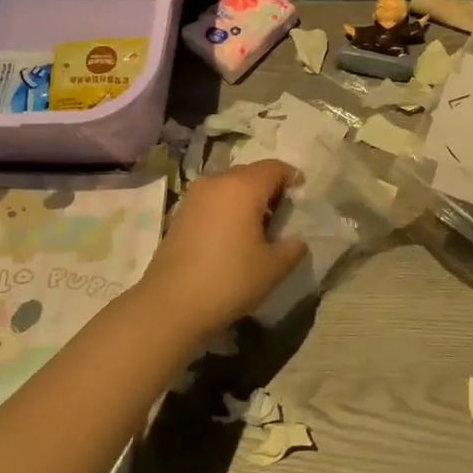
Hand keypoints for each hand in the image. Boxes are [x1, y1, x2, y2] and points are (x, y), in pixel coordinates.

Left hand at [136, 160, 306, 338]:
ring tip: (257, 226)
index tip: (302, 196)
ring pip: (229, 185)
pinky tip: (231, 235)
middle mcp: (217, 182)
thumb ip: (293, 247)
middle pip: (250, 173)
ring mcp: (194, 196)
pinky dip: (227, 207)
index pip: (274, 168)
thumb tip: (296, 238)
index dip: (292, 177)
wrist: (171, 304)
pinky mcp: (180, 213)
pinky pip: (212, 199)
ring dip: (246, 197)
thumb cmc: (229, 280)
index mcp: (243, 186)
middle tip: (282, 213)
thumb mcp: (274, 267)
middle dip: (269, 187)